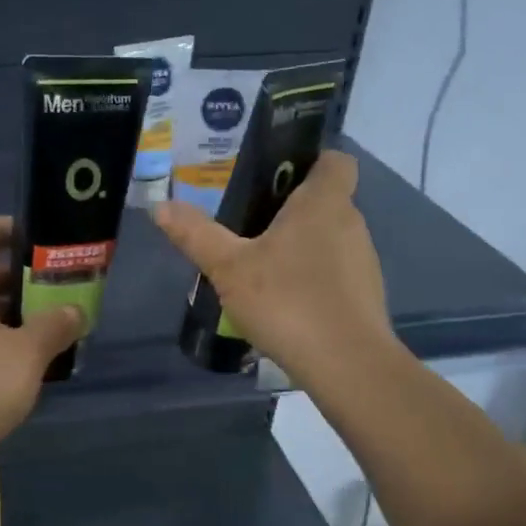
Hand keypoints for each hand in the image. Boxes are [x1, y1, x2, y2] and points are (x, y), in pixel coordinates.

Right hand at [153, 151, 395, 386]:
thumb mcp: (229, 267)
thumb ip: (196, 234)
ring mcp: (362, 261)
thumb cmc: (288, 300)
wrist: (347, 366)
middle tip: (247, 221)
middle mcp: (350, 223)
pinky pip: (334, 270)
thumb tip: (161, 206)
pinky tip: (282, 299)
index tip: (276, 174)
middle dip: (290, 206)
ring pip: (329, 237)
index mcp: (323, 203)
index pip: (335, 160)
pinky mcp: (364, 295)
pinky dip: (311, 275)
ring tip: (259, 264)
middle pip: (325, 199)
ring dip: (300, 244)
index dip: (311, 159)